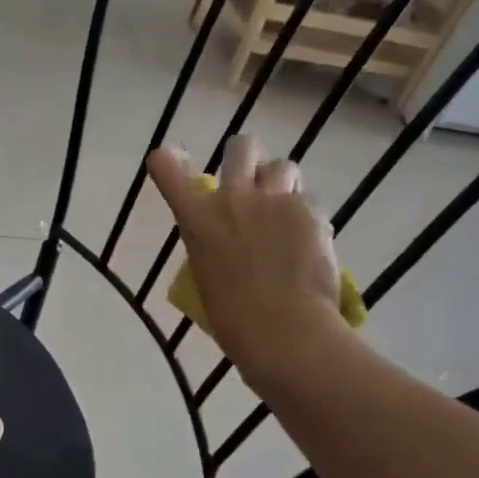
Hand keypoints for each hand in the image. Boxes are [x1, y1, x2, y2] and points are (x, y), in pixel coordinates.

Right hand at [147, 137, 345, 382]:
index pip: (168, 170)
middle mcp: (232, 197)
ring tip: (288, 211)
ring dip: (283, 183)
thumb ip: (213, 244)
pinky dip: (309, 217)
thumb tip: (227, 238)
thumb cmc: (233, 320)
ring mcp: (274, 200)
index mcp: (197, 218)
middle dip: (247, 157)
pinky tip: (311, 242)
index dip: (167, 161)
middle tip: (253, 179)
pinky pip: (310, 201)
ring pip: (284, 166)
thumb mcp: (206, 275)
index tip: (169, 159)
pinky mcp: (310, 211)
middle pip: (241, 147)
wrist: (283, 330)